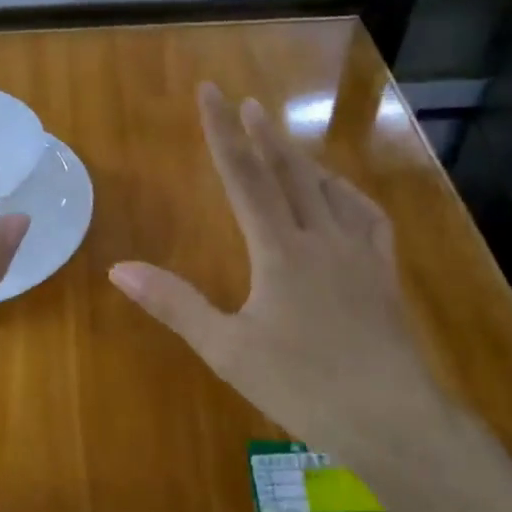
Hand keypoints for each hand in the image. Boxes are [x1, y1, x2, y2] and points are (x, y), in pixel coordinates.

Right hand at [109, 83, 449, 475]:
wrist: (392, 419)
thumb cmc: (302, 386)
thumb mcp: (227, 350)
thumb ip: (175, 304)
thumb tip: (118, 269)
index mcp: (279, 250)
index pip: (244, 177)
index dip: (223, 131)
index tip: (211, 92)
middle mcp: (321, 237)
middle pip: (289, 172)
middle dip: (264, 135)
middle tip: (249, 102)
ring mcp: (360, 253)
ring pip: (329, 190)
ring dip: (303, 160)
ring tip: (286, 142)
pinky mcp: (384, 274)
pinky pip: (369, 218)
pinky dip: (350, 195)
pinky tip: (344, 196)